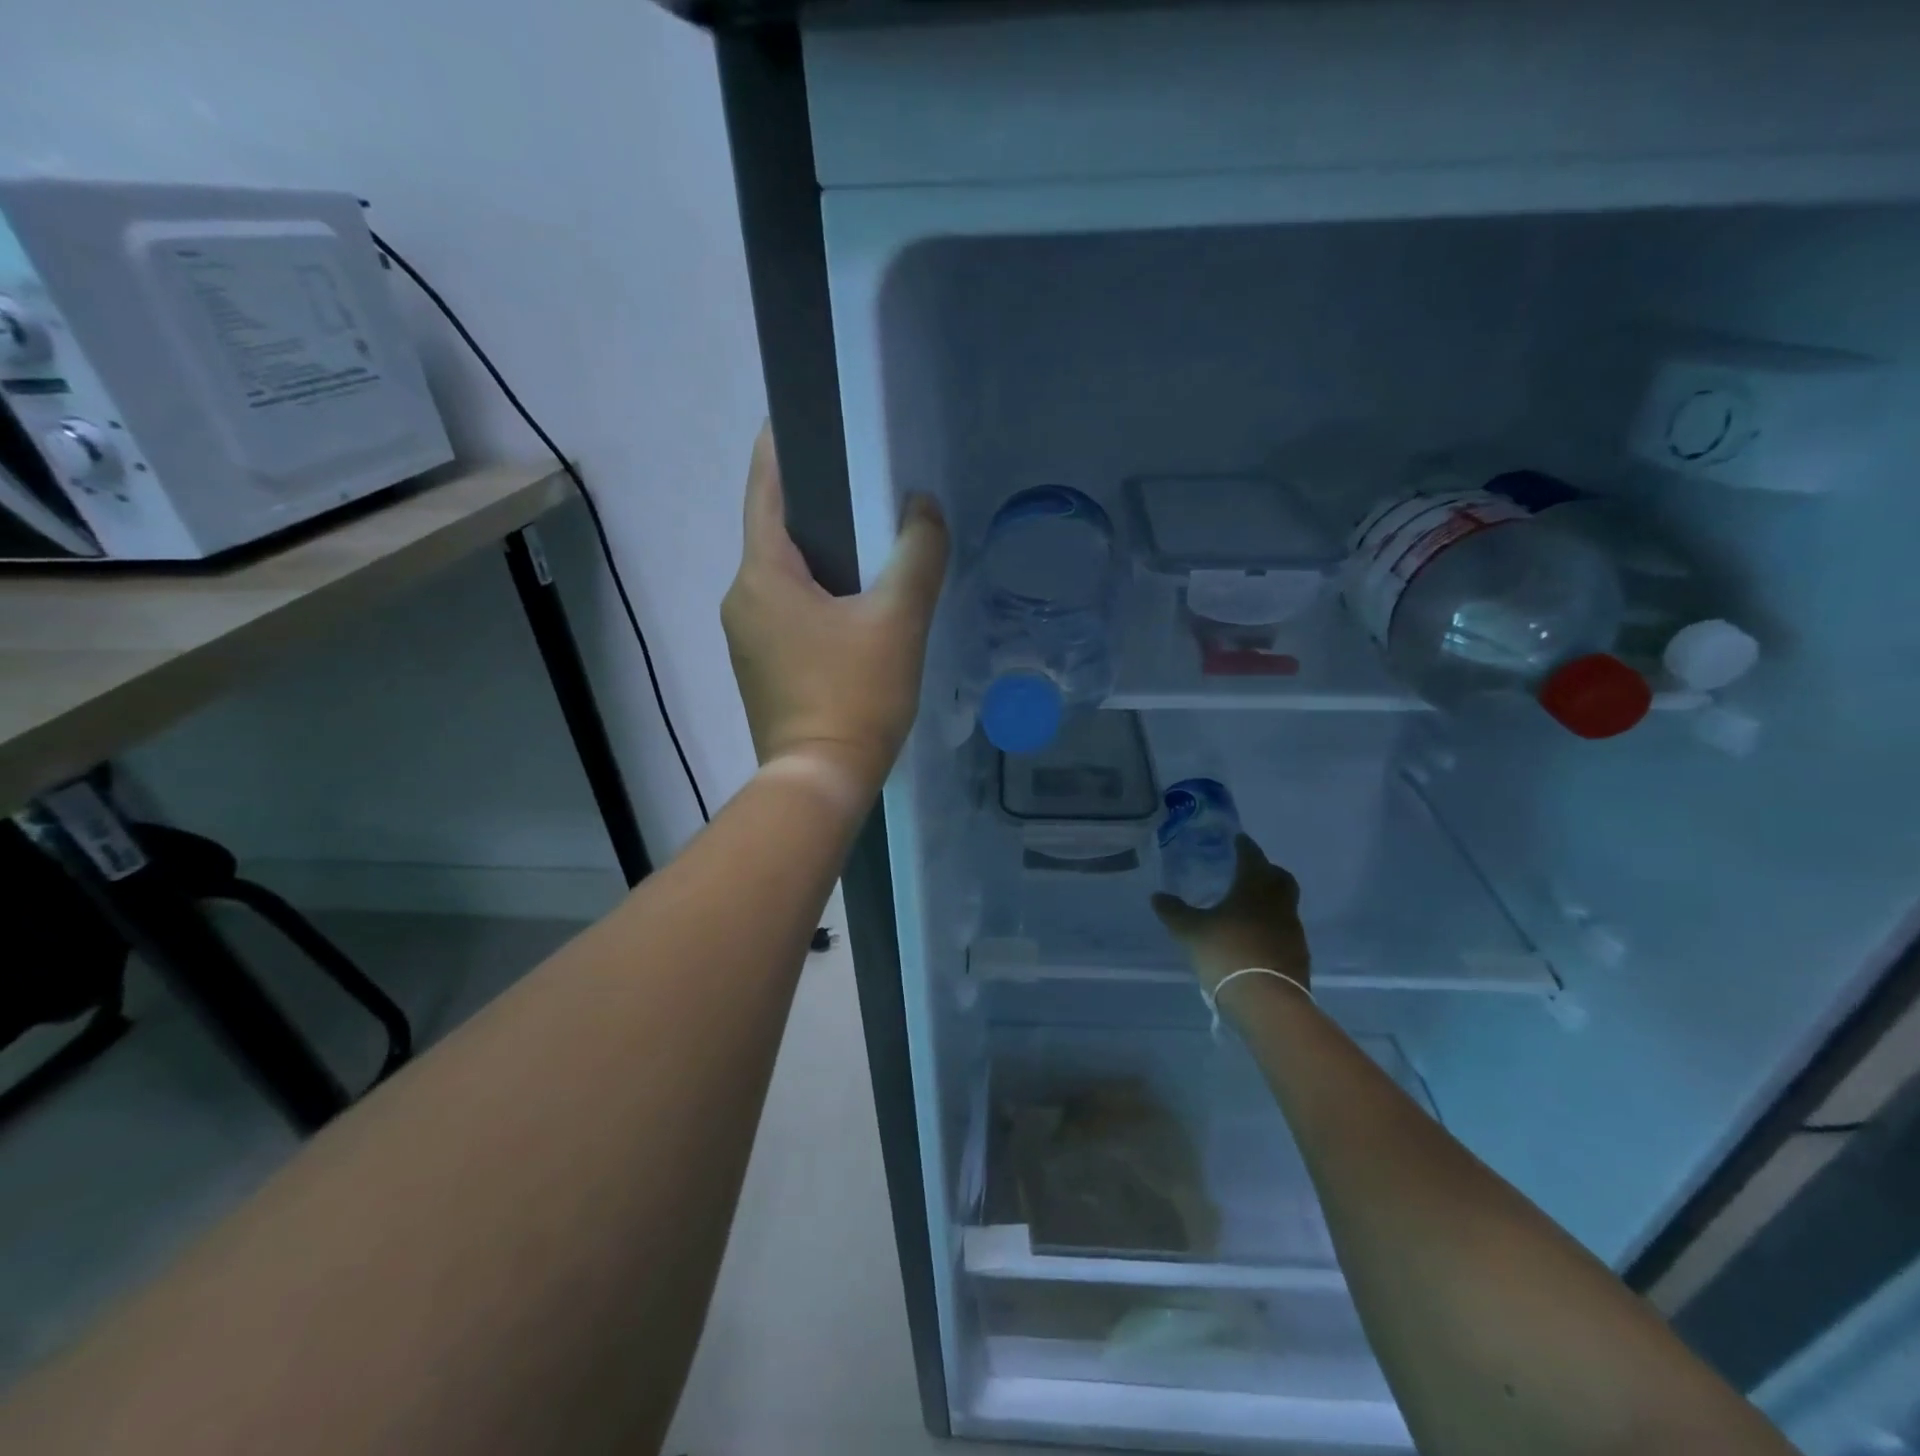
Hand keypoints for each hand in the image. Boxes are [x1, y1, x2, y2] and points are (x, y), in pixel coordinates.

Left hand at [720, 424, 949, 799]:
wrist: (820, 780)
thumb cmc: (856, 695)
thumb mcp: (898, 620)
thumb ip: (917, 554)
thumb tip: (922, 507)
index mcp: (762, 574)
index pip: (765, 488)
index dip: (781, 445)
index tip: (803, 413)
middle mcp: (741, 597)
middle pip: (775, 531)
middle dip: (816, 503)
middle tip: (865, 482)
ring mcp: (746, 636)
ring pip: (783, 575)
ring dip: (820, 553)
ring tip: (870, 540)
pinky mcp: (760, 666)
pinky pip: (787, 609)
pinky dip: (816, 593)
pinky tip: (855, 602)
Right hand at [1150, 836, 1310, 997]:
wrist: (1267, 1000)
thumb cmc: (1226, 953)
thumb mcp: (1190, 931)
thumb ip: (1173, 911)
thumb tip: (1157, 896)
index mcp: (1254, 888)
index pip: (1252, 858)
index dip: (1245, 847)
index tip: (1239, 839)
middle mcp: (1278, 904)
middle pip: (1279, 878)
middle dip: (1266, 870)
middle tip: (1249, 870)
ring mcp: (1292, 930)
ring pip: (1285, 905)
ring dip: (1270, 900)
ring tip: (1249, 907)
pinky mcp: (1298, 955)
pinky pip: (1286, 931)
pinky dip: (1273, 927)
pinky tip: (1256, 937)